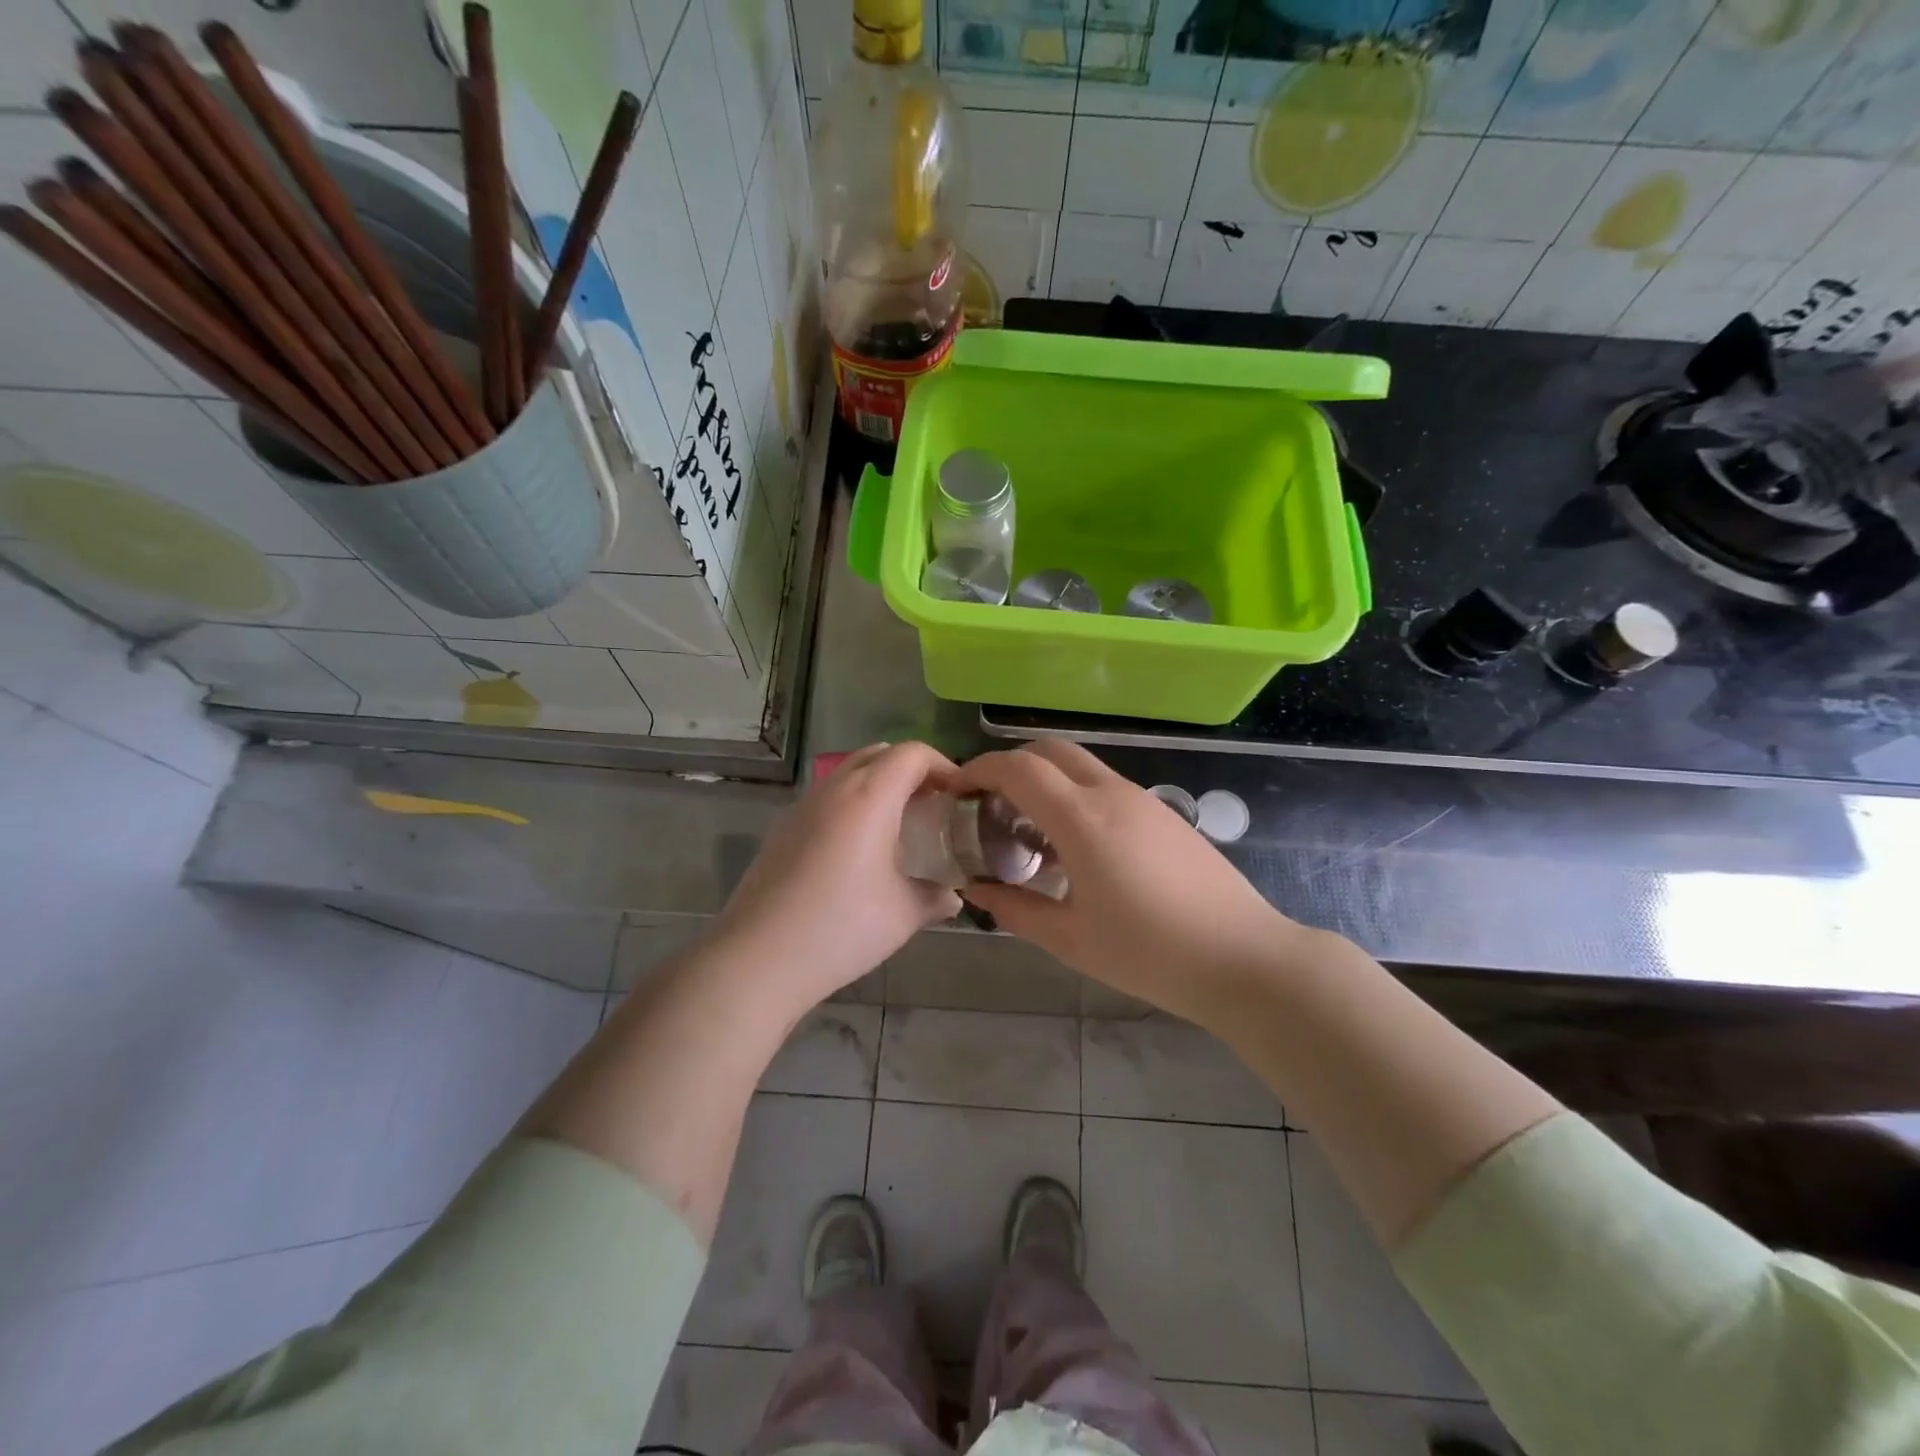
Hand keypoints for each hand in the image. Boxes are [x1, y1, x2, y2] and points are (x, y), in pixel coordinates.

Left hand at [712, 741, 962, 1014]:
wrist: (758, 957)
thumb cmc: (840, 928)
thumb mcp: (902, 915)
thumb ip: (935, 898)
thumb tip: (953, 897)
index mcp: (869, 797)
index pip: (912, 753)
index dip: (942, 765)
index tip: (959, 794)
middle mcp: (834, 789)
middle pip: (879, 754)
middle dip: (911, 771)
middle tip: (933, 806)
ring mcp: (803, 807)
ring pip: (848, 774)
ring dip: (879, 786)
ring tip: (899, 827)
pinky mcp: (783, 829)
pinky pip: (827, 798)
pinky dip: (852, 805)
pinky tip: (859, 851)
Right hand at [954, 742, 1303, 1027]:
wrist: (1243, 958)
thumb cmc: (1150, 954)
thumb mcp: (1071, 939)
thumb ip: (1015, 909)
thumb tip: (976, 888)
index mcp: (1083, 820)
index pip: (1018, 768)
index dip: (979, 770)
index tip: (957, 791)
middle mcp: (1111, 794)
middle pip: (1049, 751)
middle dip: (1010, 765)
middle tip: (988, 805)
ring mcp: (1142, 799)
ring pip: (1079, 766)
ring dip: (1044, 781)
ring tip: (1026, 831)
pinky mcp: (1162, 813)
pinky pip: (1104, 786)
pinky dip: (1073, 795)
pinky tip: (1072, 846)